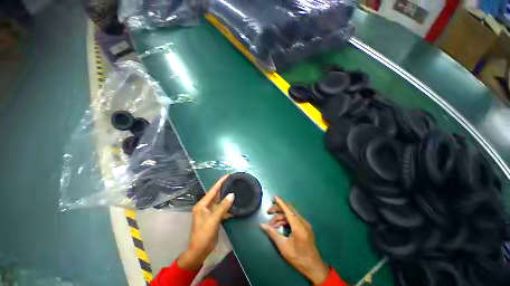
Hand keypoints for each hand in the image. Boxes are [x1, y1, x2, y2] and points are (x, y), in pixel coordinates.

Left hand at [178, 175, 234, 270]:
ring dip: (227, 198)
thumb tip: (232, 194)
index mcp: (202, 205)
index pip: (213, 190)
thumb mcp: (213, 219)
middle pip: (216, 195)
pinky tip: (234, 205)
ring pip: (220, 202)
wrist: (199, 251)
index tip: (228, 175)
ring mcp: (210, 212)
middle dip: (224, 188)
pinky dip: (228, 208)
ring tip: (236, 190)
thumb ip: (223, 206)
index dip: (220, 182)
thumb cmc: (203, 234)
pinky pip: (222, 210)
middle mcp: (205, 206)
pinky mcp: (214, 218)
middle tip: (233, 181)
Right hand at [260, 197, 329, 284]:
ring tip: (271, 224)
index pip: (288, 211)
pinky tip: (279, 226)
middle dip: (278, 209)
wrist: (313, 266)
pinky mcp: (305, 227)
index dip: (281, 203)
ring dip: (281, 217)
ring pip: (291, 215)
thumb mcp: (283, 246)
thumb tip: (262, 225)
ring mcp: (305, 224)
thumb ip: (272, 233)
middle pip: (289, 210)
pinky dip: (286, 220)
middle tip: (268, 212)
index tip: (275, 197)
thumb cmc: (298, 257)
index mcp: (298, 226)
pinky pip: (294, 219)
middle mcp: (303, 222)